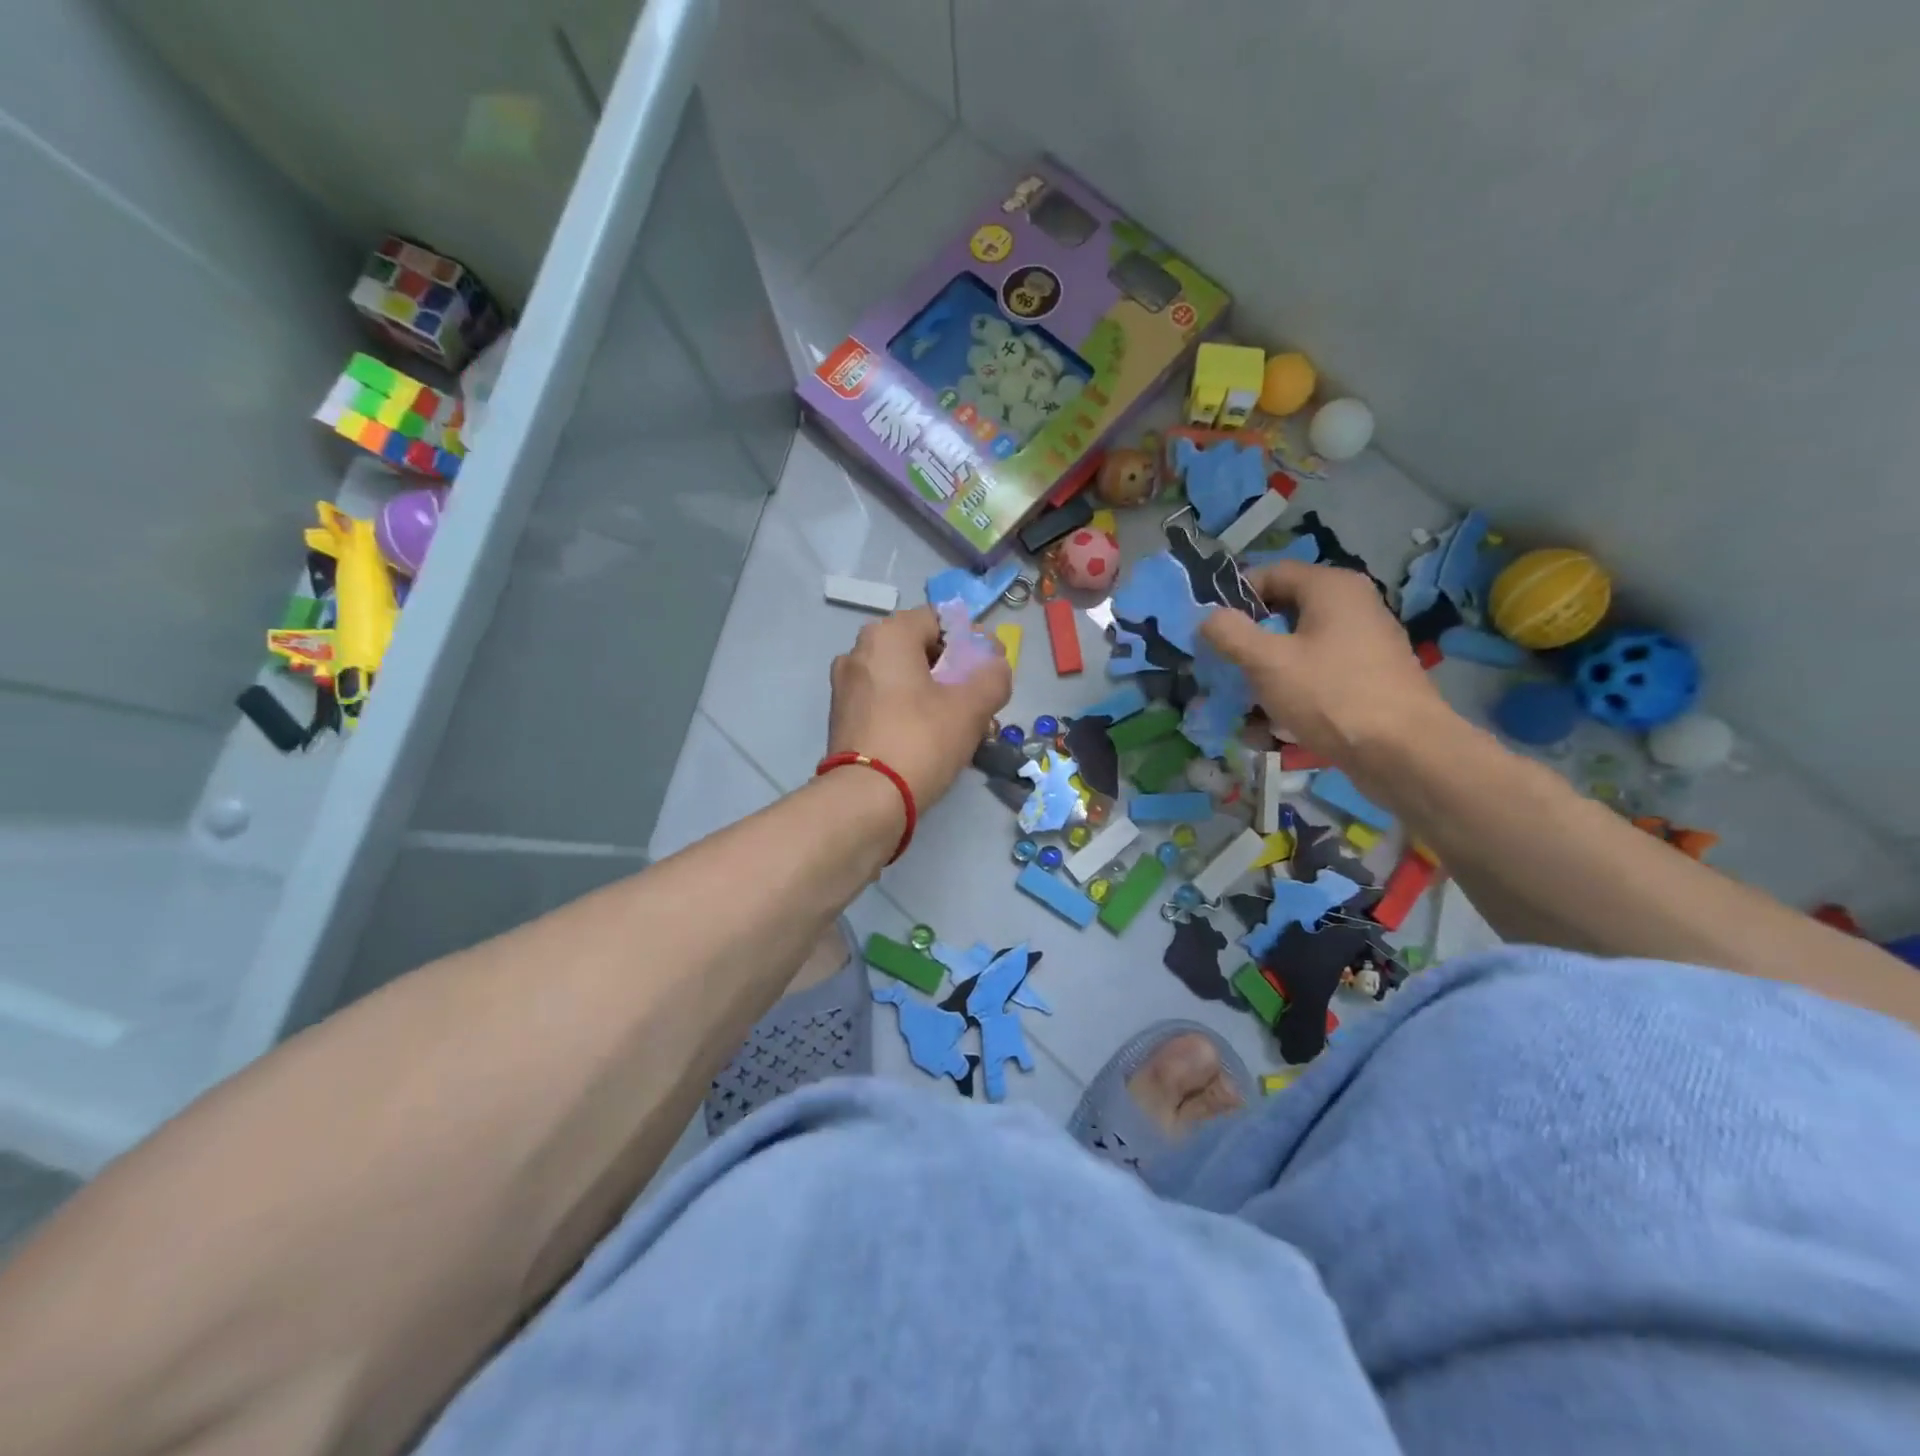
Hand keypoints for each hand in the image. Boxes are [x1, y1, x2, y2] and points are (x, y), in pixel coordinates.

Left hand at [828, 606, 1011, 807]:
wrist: (865, 799)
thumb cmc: (921, 741)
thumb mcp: (972, 708)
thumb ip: (993, 677)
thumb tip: (995, 667)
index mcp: (888, 635)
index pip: (939, 620)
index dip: (970, 641)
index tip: (989, 669)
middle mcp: (859, 651)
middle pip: (918, 648)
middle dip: (951, 669)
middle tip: (976, 698)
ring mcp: (845, 685)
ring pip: (900, 676)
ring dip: (930, 691)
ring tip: (956, 722)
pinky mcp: (841, 716)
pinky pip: (883, 699)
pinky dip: (906, 708)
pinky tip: (927, 736)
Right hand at [1200, 562, 1449, 765]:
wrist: (1403, 752)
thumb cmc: (1331, 695)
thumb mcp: (1267, 663)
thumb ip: (1230, 634)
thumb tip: (1209, 618)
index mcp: (1331, 587)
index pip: (1271, 573)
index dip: (1236, 597)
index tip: (1212, 630)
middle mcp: (1354, 604)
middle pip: (1285, 610)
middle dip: (1251, 640)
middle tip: (1225, 668)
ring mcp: (1365, 641)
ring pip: (1300, 646)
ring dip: (1269, 671)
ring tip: (1247, 703)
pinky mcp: (1370, 675)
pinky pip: (1320, 672)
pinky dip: (1295, 689)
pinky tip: (1278, 722)